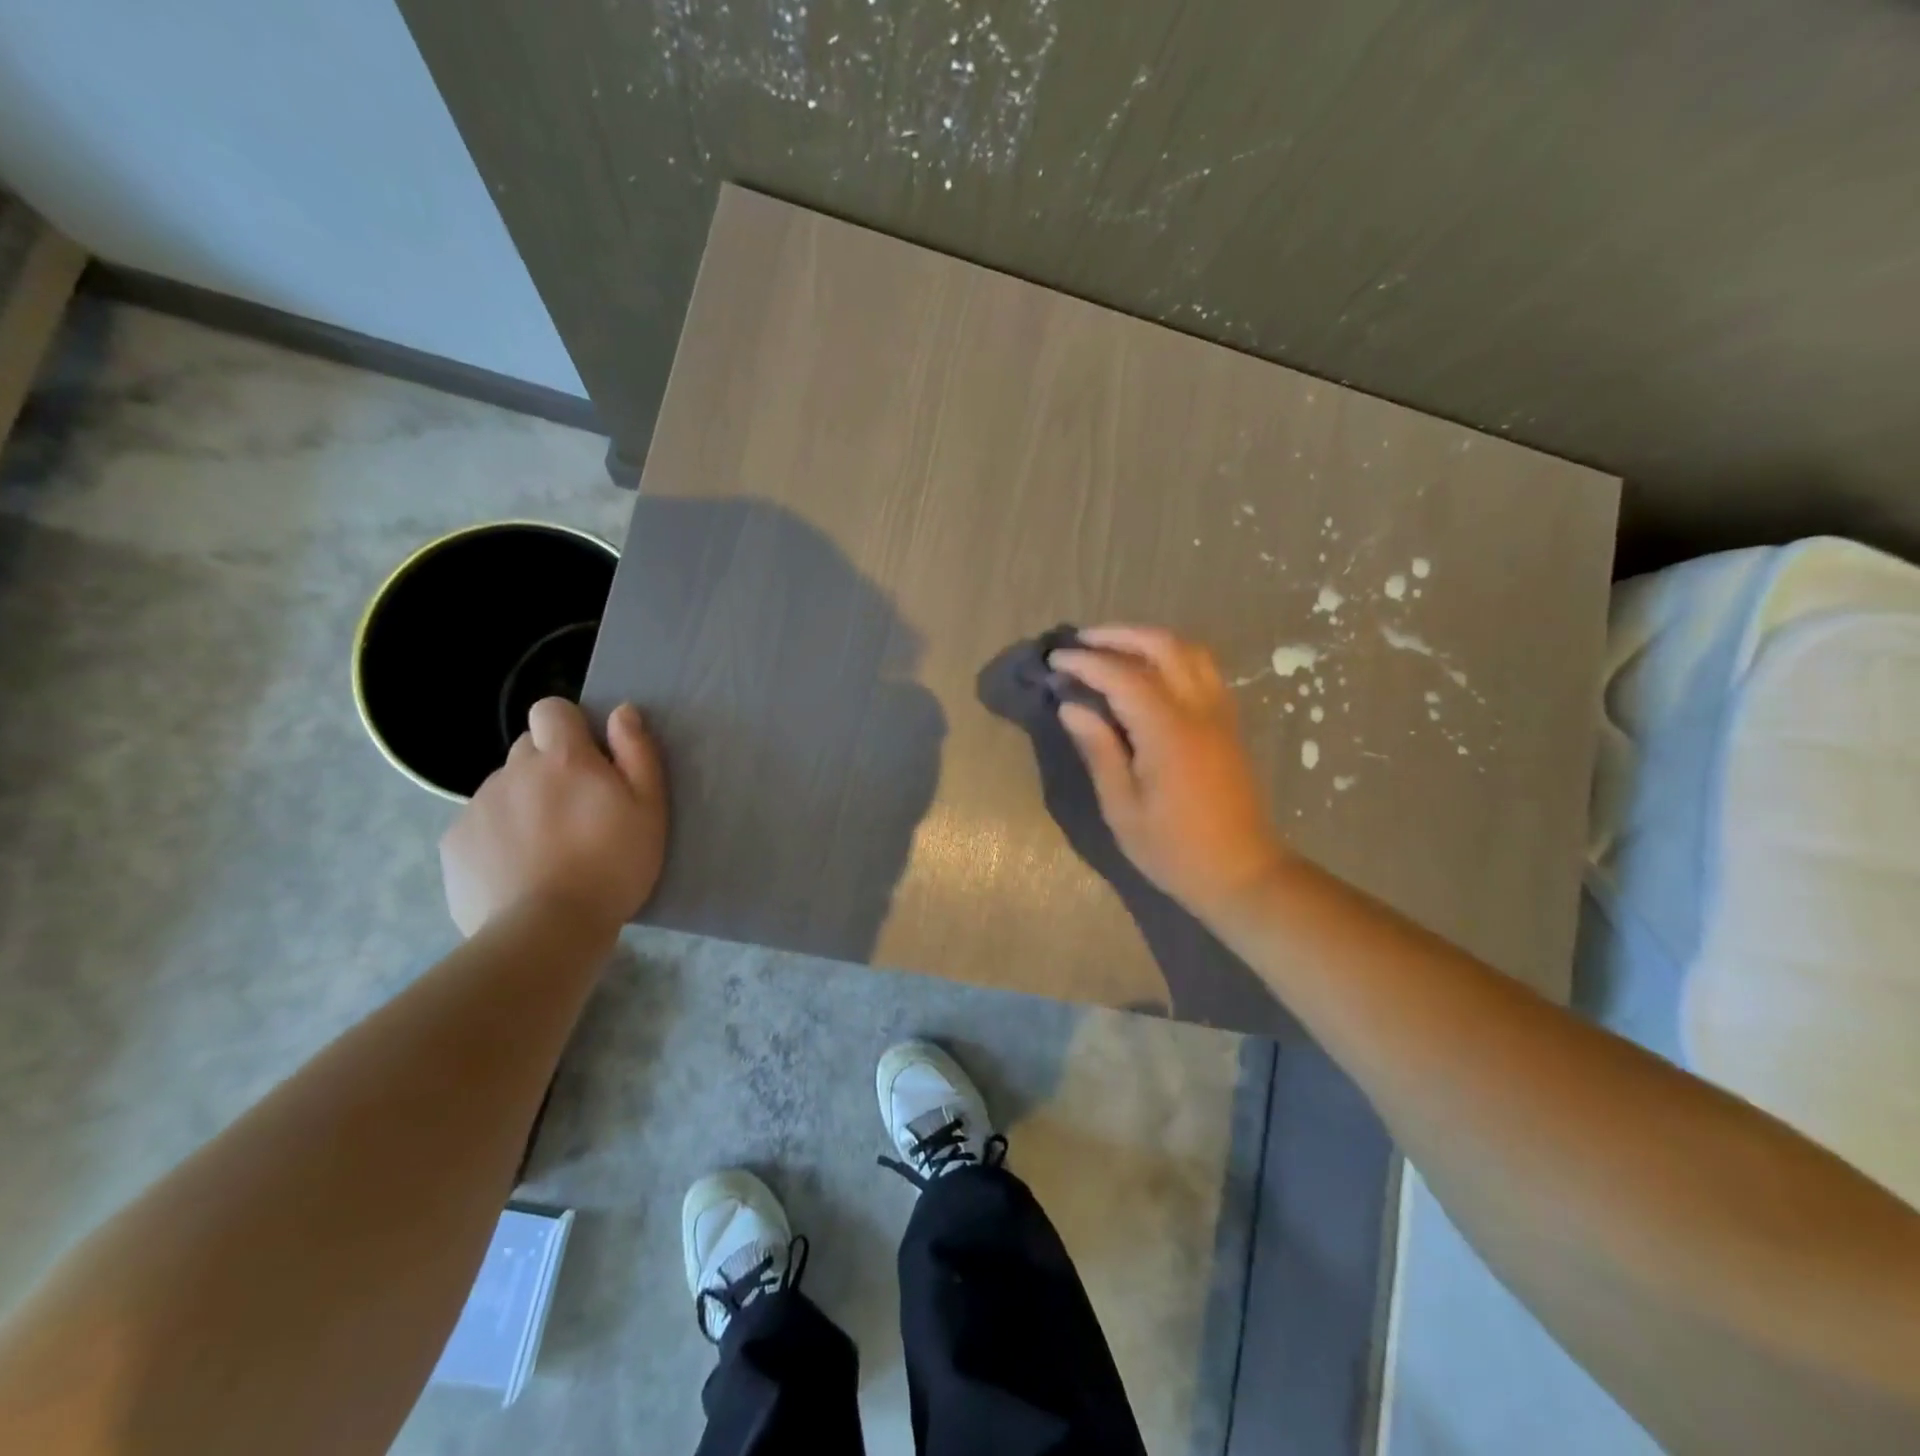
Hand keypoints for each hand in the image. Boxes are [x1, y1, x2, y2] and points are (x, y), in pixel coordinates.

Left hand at [440, 699, 667, 937]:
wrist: (546, 931)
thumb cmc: (612, 866)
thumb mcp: (649, 808)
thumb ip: (637, 752)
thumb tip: (621, 711)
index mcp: (562, 758)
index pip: (551, 709)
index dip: (569, 725)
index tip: (589, 757)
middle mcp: (513, 771)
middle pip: (527, 748)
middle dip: (549, 766)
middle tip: (575, 809)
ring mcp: (478, 806)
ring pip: (504, 788)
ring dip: (525, 802)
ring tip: (548, 848)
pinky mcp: (454, 842)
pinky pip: (480, 824)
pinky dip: (499, 836)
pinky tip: (519, 869)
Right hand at [1048, 625, 1287, 917]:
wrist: (1242, 872)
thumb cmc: (1173, 849)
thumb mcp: (1122, 808)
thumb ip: (1099, 750)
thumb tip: (1072, 706)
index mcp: (1168, 731)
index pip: (1122, 676)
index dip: (1086, 662)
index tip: (1055, 659)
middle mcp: (1199, 710)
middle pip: (1163, 646)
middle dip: (1120, 635)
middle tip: (1083, 641)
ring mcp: (1220, 713)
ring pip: (1190, 651)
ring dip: (1150, 639)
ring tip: (1114, 647)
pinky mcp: (1229, 723)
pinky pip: (1203, 669)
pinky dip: (1173, 656)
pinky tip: (1150, 671)